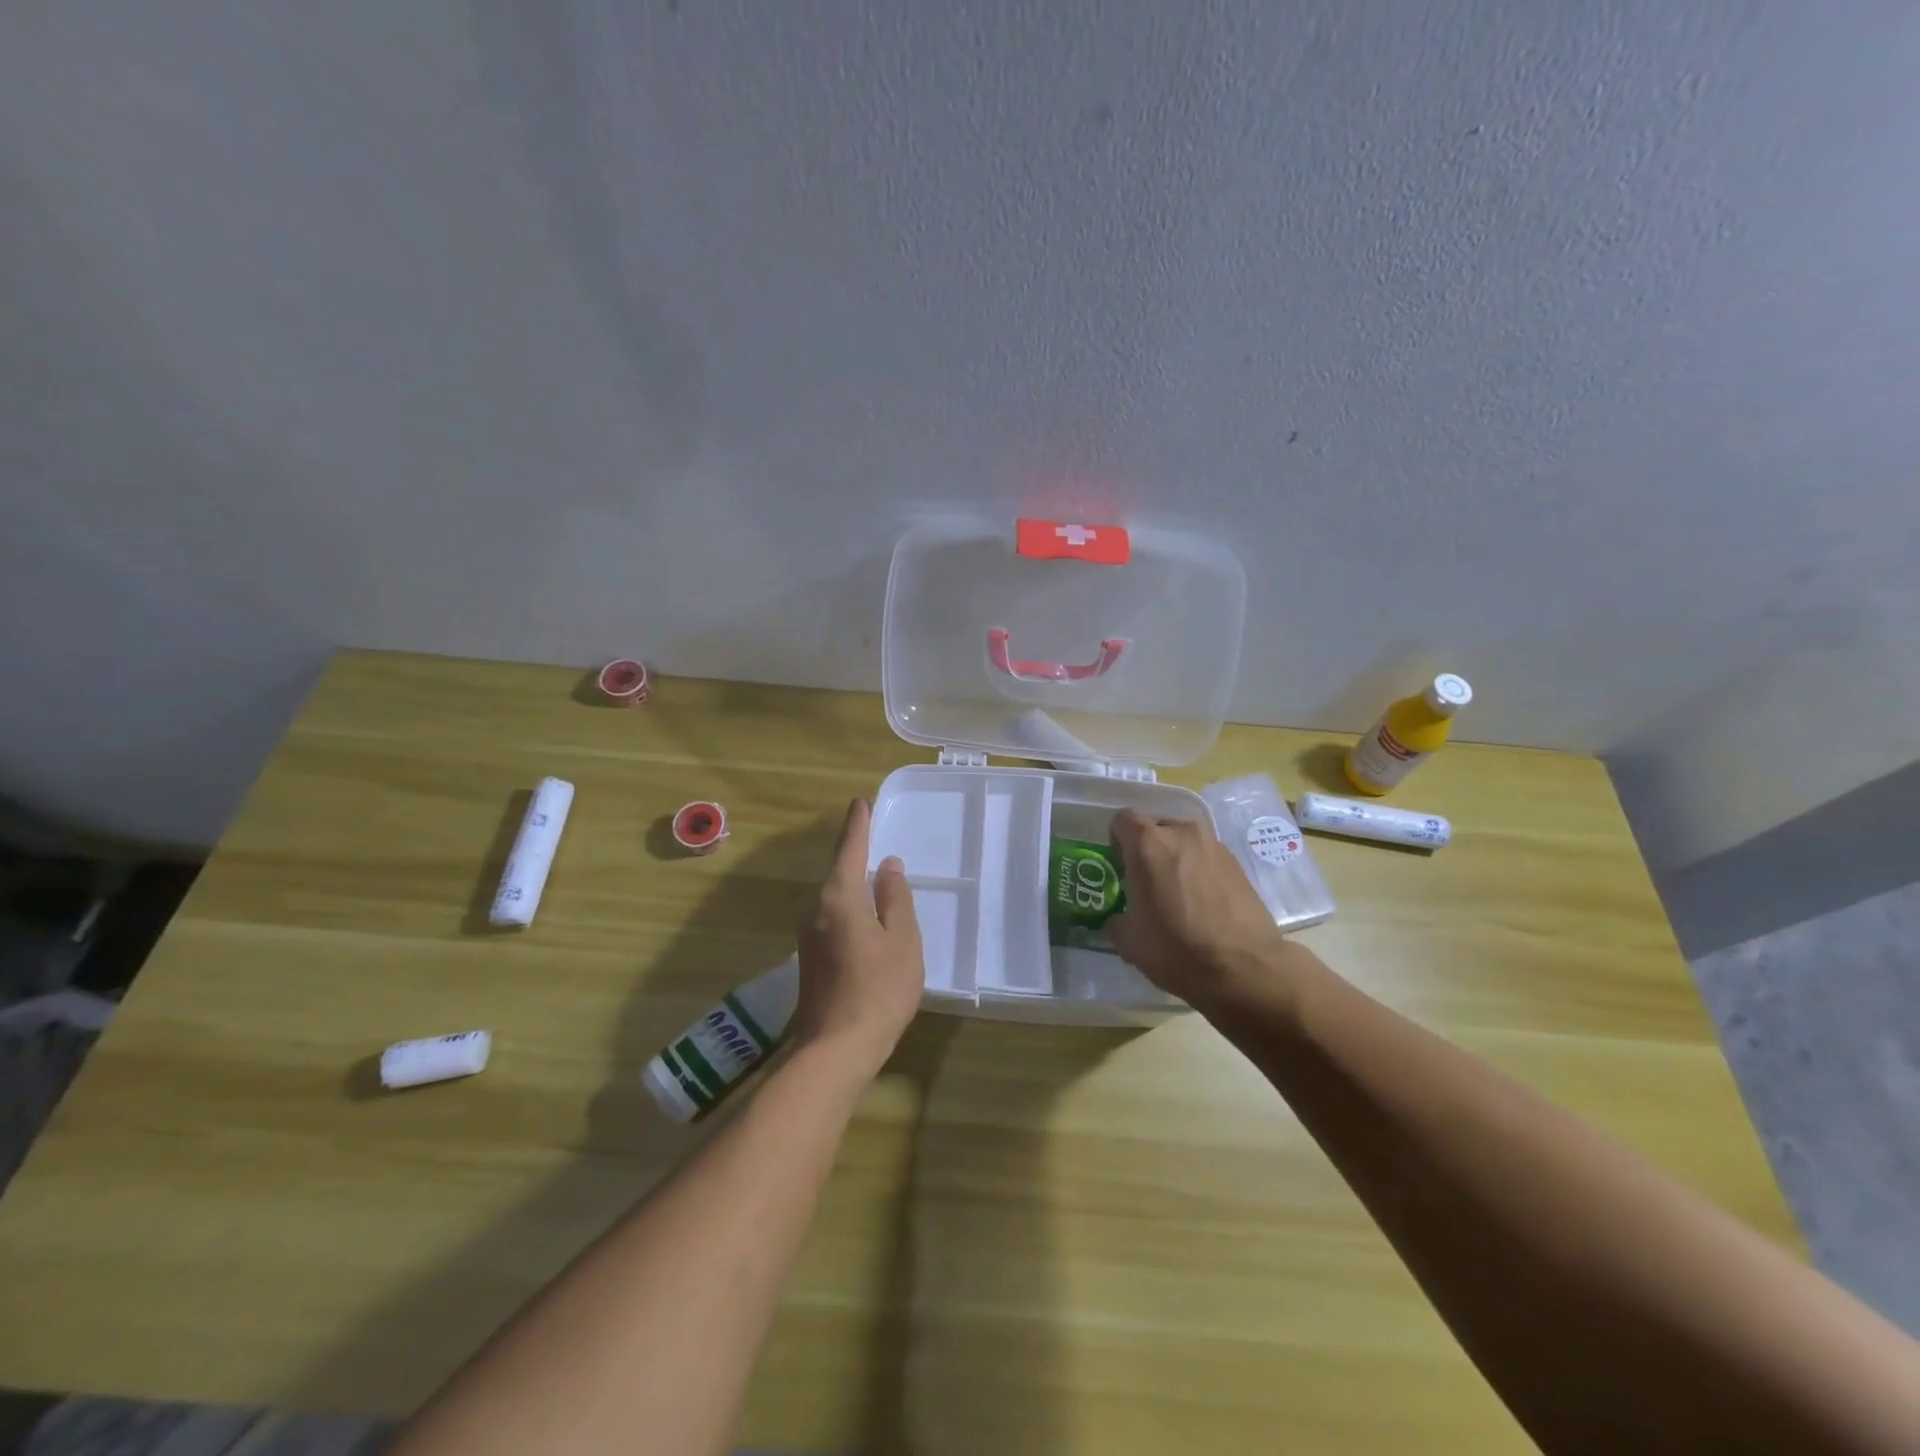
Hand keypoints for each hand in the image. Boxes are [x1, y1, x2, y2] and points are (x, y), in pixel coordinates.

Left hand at [791, 798, 924, 1075]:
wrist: (836, 1049)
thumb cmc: (879, 989)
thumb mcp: (902, 940)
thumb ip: (895, 898)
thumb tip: (888, 866)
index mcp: (839, 897)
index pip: (849, 849)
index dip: (857, 825)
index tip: (860, 802)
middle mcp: (816, 908)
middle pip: (837, 870)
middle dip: (854, 850)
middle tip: (872, 831)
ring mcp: (809, 934)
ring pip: (833, 895)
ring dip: (851, 880)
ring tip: (874, 870)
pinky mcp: (810, 957)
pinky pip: (831, 915)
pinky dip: (848, 903)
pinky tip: (864, 913)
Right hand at [1106, 808, 1288, 1004]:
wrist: (1245, 968)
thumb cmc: (1177, 948)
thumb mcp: (1128, 941)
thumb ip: (1116, 919)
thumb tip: (1120, 918)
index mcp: (1148, 844)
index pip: (1123, 819)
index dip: (1117, 840)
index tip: (1121, 867)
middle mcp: (1182, 834)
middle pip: (1156, 828)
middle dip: (1148, 849)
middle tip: (1147, 883)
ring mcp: (1214, 846)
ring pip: (1184, 842)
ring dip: (1176, 859)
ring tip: (1178, 894)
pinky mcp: (1238, 864)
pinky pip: (1207, 857)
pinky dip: (1200, 871)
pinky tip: (1204, 904)